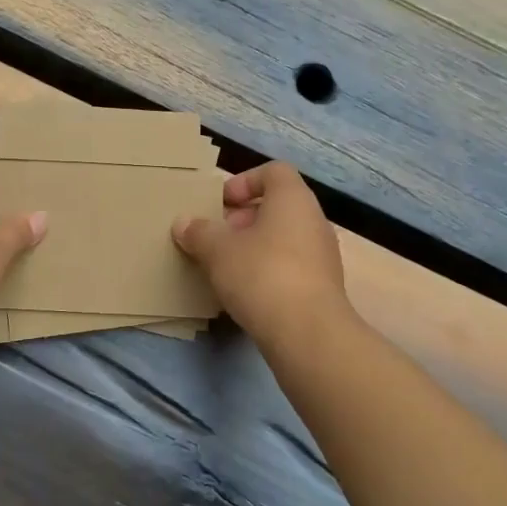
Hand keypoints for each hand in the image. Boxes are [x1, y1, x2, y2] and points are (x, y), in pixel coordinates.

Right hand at [172, 162, 348, 341]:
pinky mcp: (323, 287)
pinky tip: (245, 293)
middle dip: (242, 219)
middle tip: (216, 238)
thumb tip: (183, 223)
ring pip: (283, 238)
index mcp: (293, 199)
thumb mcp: (217, 250)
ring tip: (225, 268)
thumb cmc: (261, 275)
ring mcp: (323, 255)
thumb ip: (199, 232)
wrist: (307, 333)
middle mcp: (314, 220)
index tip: (220, 204)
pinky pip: (291, 266)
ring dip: (253, 247)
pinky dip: (268, 271)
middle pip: (277, 206)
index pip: (274, 172)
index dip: (244, 181)